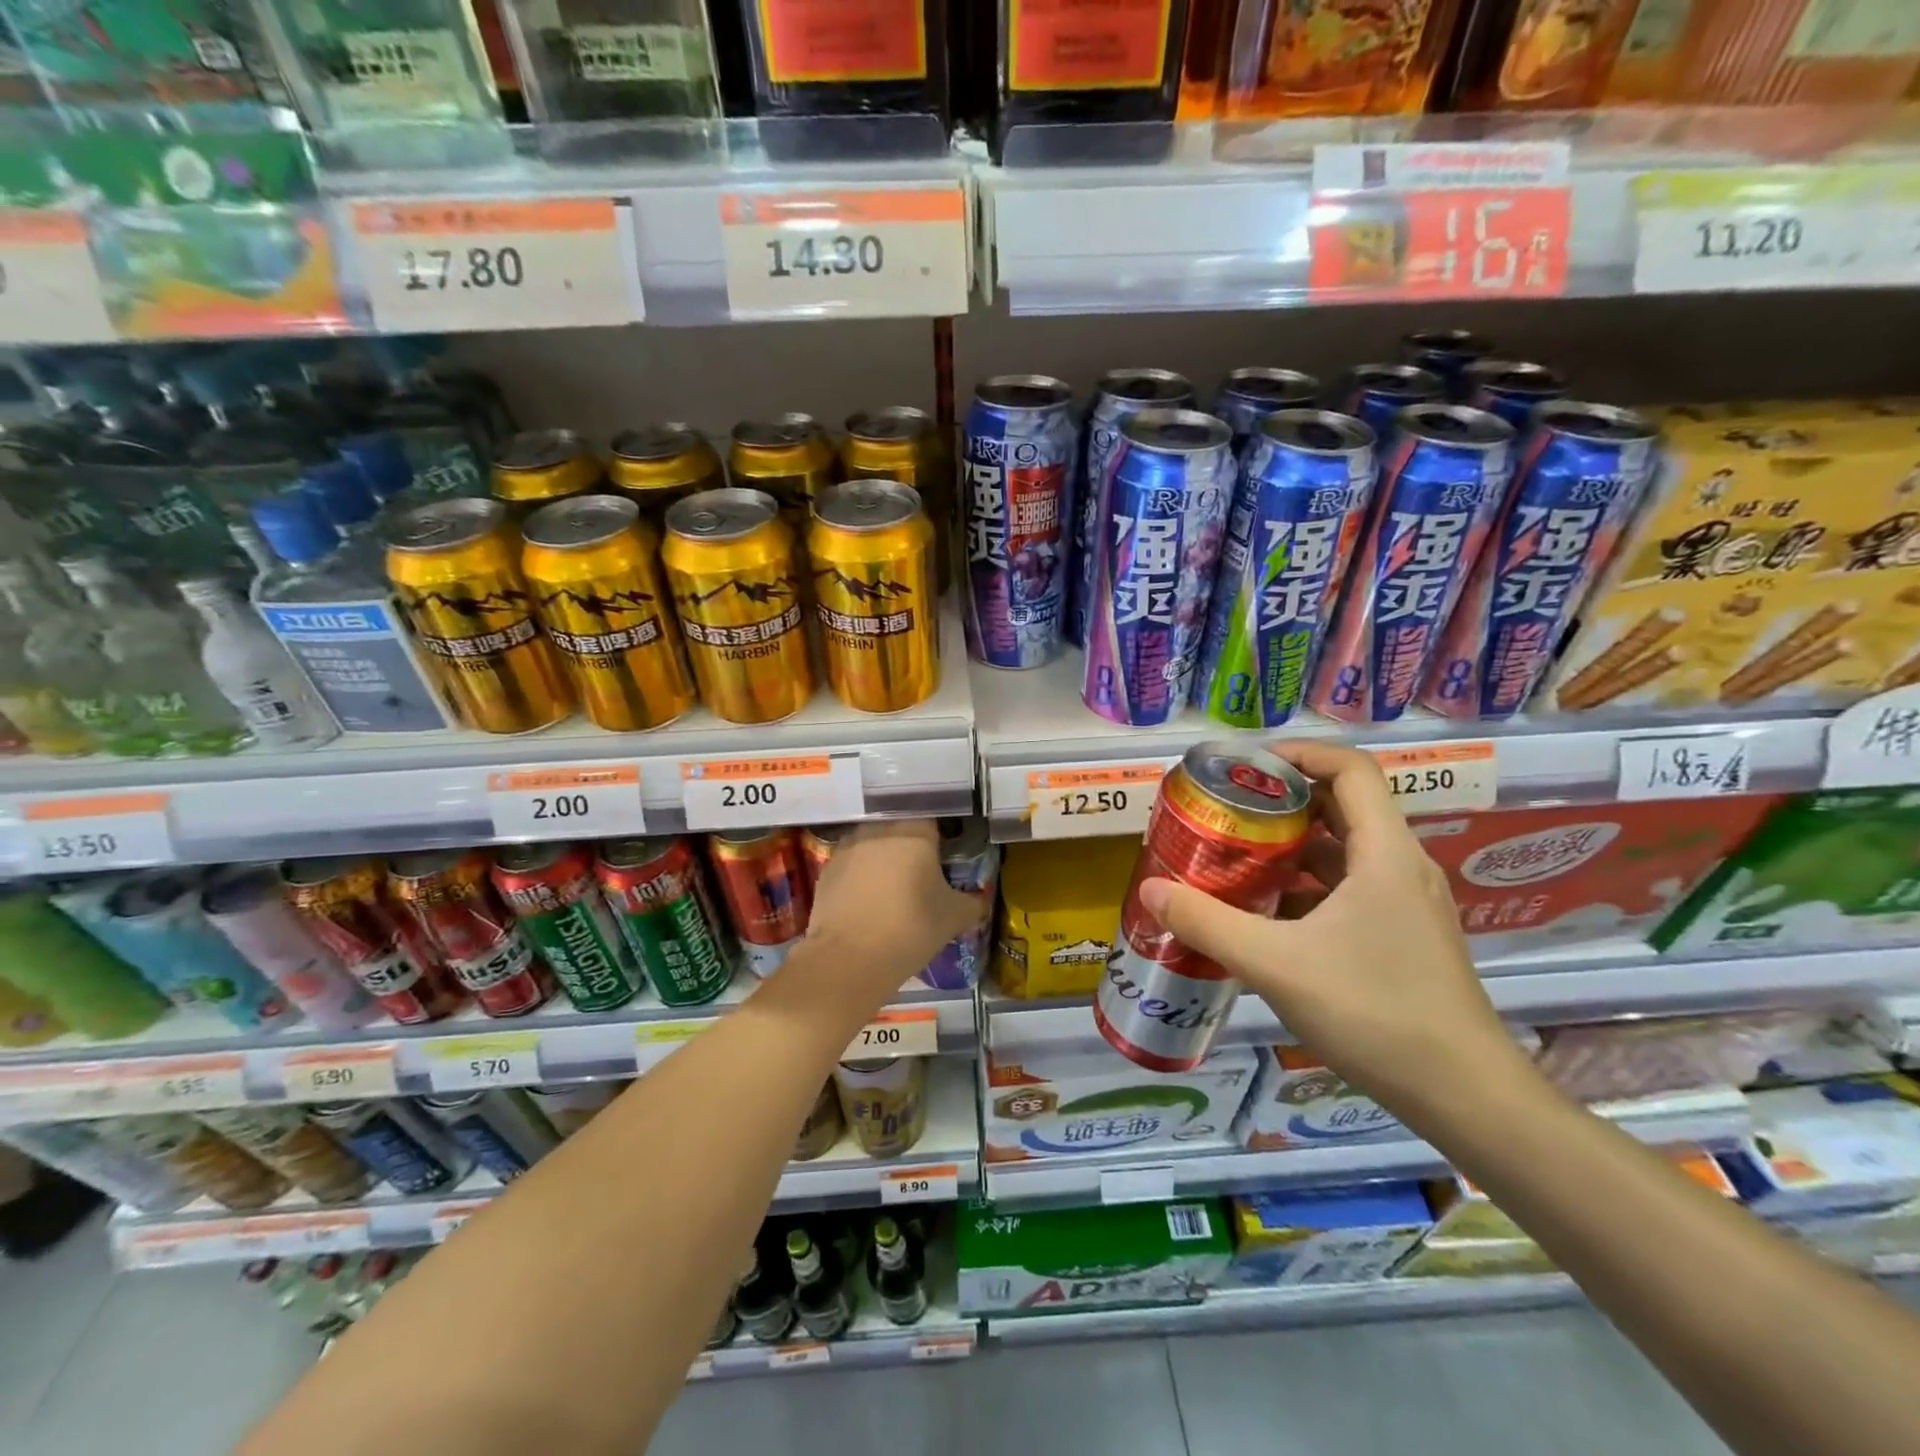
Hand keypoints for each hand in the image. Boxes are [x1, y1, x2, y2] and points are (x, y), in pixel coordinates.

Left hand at [800, 820, 986, 1004]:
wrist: (849, 959)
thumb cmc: (911, 929)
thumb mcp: (954, 918)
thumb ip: (973, 903)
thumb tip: (979, 900)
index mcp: (914, 833)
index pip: (933, 822)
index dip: (940, 840)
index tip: (944, 860)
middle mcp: (879, 830)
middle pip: (900, 830)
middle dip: (910, 848)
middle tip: (920, 877)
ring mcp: (848, 848)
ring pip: (873, 845)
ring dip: (882, 860)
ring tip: (891, 891)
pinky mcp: (826, 869)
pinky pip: (851, 865)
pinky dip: (860, 878)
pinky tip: (866, 903)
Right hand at [1138, 740, 1528, 1124]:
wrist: (1465, 1097)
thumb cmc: (1374, 1013)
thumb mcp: (1275, 964)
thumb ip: (1207, 923)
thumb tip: (1148, 889)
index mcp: (1384, 853)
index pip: (1350, 769)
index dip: (1298, 754)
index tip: (1245, 766)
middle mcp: (1401, 866)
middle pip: (1342, 806)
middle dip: (1281, 801)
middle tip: (1226, 812)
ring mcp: (1405, 905)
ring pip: (1343, 852)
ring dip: (1290, 848)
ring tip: (1234, 858)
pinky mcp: (1402, 937)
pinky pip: (1348, 890)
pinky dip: (1305, 888)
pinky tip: (1264, 916)